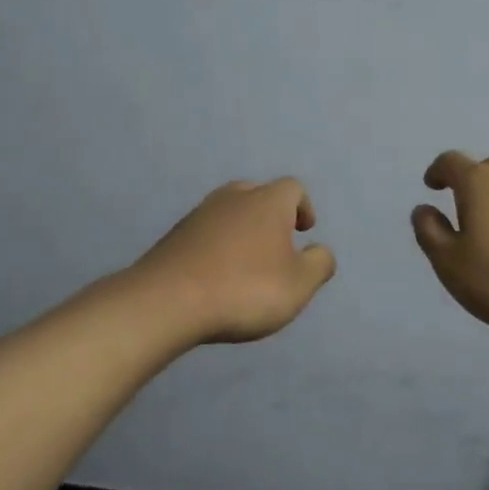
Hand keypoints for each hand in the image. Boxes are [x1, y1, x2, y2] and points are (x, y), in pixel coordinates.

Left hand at [133, 178, 336, 343]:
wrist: (167, 301)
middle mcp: (233, 198)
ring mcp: (199, 215)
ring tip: (247, 262)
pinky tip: (217, 274)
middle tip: (277, 243)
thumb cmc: (244, 289)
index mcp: (268, 202)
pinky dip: (217, 246)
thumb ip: (319, 264)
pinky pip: (206, 233)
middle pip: (258, 193)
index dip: (303, 207)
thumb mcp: (298, 285)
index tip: (304, 231)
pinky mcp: (174, 236)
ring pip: (228, 211)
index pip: (293, 188)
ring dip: (242, 230)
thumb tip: (321, 251)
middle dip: (271, 215)